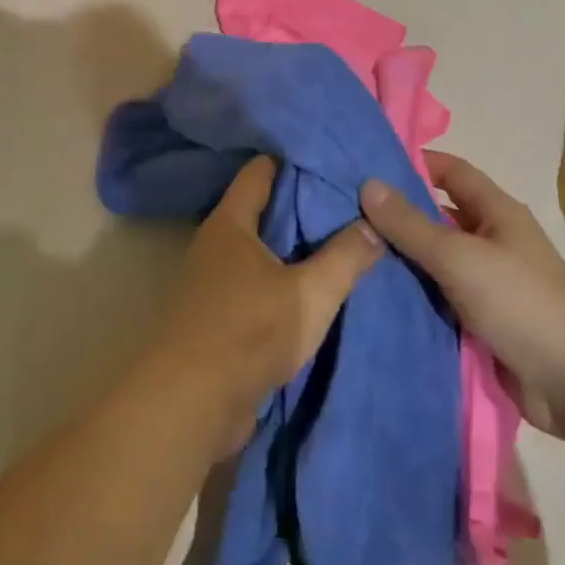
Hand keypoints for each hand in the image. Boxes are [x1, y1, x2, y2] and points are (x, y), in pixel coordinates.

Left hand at [149, 156, 383, 455]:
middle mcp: (216, 243)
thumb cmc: (248, 333)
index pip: (261, 170)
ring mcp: (212, 280)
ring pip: (260, 249)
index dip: (294, 160)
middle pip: (262, 209)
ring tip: (338, 241)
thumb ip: (345, 258)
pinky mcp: (216, 315)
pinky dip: (280, 279)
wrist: (190, 405)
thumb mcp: (310, 294)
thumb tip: (373, 224)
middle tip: (347, 201)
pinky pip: (255, 282)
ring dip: (292, 248)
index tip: (330, 160)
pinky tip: (311, 287)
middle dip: (301, 205)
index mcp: (231, 222)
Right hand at [360, 151, 564, 435]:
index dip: (415, 164)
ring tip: (350, 254)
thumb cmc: (522, 303)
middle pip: (439, 217)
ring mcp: (488, 284)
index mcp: (497, 212)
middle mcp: (493, 241)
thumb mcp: (459, 256)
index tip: (368, 165)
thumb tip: (368, 183)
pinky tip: (374, 297)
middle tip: (346, 214)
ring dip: (402, 260)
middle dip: (399, 215)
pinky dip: (414, 297)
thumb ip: (411, 224)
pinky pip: (440, 299)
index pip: (452, 172)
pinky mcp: (482, 322)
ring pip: (436, 261)